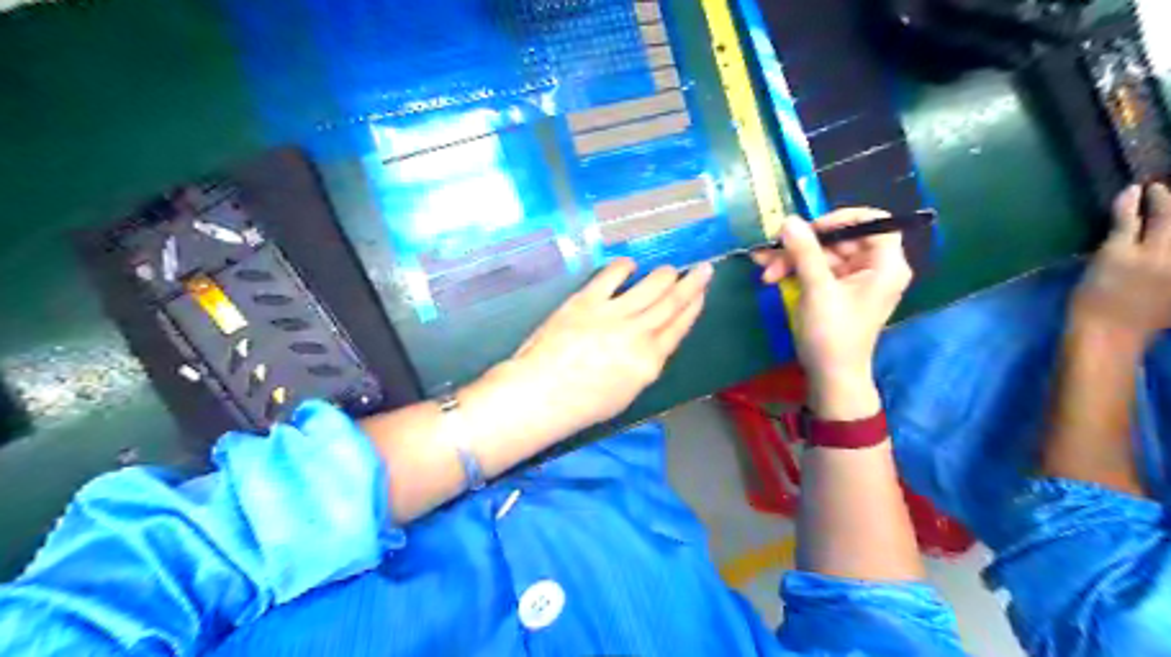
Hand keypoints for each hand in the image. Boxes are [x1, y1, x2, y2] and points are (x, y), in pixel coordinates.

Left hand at [496, 257, 709, 435]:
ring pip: (650, 287)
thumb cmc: (581, 405)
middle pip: (671, 304)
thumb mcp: (626, 393)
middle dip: (691, 285)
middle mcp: (638, 334)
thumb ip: (642, 364)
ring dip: (664, 275)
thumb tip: (649, 342)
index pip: (679, 328)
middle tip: (704, 269)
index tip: (702, 294)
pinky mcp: (586, 301)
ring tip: (671, 269)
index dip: (693, 308)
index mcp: (649, 362)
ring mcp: (613, 314)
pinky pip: (611, 276)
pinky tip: (630, 264)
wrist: (540, 395)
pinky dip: (624, 267)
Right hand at [754, 209, 909, 418]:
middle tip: (773, 253)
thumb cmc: (832, 334)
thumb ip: (804, 252)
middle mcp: (874, 268)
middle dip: (803, 246)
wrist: (830, 377)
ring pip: (822, 255)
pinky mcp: (836, 291)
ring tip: (765, 271)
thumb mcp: (817, 289)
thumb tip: (788, 220)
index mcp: (885, 265)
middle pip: (840, 239)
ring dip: (792, 260)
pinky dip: (795, 270)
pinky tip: (770, 275)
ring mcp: (854, 280)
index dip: (841, 219)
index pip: (874, 222)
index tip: (811, 229)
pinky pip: (816, 270)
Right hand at [1069, 182, 1170, 348]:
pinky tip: (1155, 254)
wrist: (1107, 335)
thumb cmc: (1098, 295)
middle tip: (1157, 201)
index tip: (1148, 187)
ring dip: (1165, 232)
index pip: (1166, 213)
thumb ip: (1125, 224)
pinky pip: (1169, 266)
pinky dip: (1164, 250)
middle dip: (1167, 213)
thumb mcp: (1109, 255)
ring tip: (1157, 225)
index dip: (1158, 197)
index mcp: (1163, 247)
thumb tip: (1133, 191)